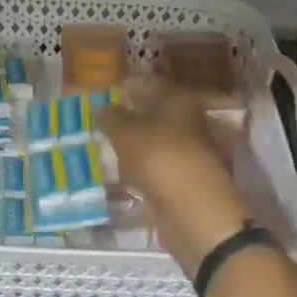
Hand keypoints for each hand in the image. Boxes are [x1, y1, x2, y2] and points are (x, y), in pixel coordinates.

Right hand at [100, 81, 253, 272]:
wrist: (194, 210)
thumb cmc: (160, 159)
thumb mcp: (125, 134)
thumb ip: (111, 119)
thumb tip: (102, 109)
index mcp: (179, 101)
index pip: (152, 85)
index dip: (130, 87)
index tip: (109, 92)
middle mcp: (189, 122)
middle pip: (156, 114)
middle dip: (132, 116)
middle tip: (103, 121)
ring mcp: (190, 152)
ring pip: (157, 142)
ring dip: (137, 145)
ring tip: (108, 148)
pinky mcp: (186, 180)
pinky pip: (158, 167)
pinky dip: (143, 169)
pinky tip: (124, 173)